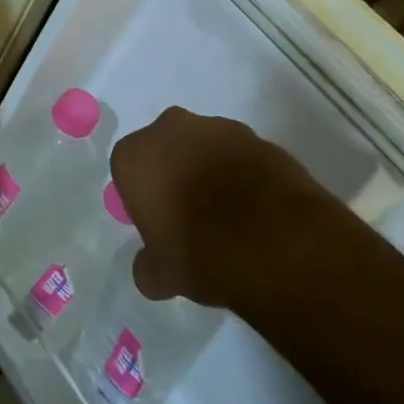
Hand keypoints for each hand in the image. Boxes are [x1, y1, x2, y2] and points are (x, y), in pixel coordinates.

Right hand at [110, 107, 337, 307]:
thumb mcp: (162, 276)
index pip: (127, 169)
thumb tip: (149, 268)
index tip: (158, 222)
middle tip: (190, 213)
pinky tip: (257, 208)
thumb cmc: (201, 252)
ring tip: (230, 214)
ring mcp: (218, 127)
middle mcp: (171, 129)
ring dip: (210, 169)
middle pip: (166, 148)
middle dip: (174, 171)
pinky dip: (243, 173)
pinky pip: (240, 154)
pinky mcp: (258, 137)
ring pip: (205, 146)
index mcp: (135, 156)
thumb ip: (148, 266)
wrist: (275, 240)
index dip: (142, 195)